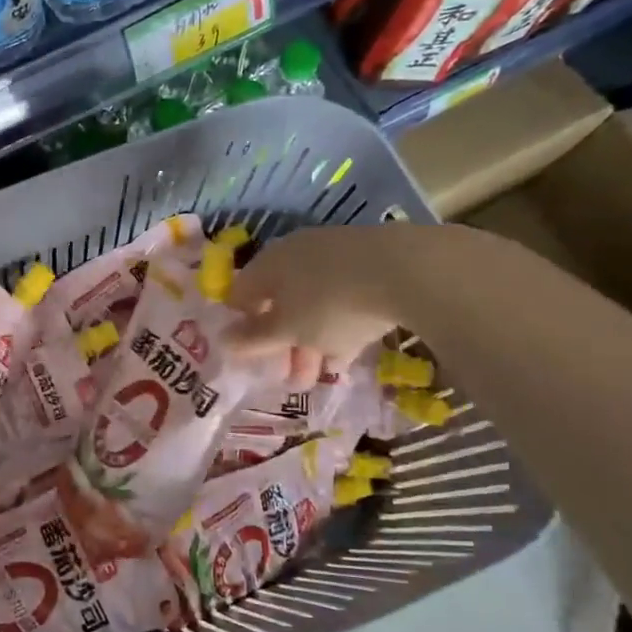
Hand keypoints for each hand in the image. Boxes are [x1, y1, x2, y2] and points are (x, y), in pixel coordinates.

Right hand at [228, 228, 404, 380]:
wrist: (409, 270)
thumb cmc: (329, 303)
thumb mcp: (286, 330)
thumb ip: (252, 339)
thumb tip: (222, 340)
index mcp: (267, 264)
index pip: (240, 293)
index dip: (241, 326)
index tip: (250, 356)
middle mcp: (295, 254)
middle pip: (279, 301)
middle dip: (282, 343)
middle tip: (290, 377)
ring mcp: (335, 256)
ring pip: (312, 303)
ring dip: (311, 340)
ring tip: (321, 376)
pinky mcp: (370, 264)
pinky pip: (343, 299)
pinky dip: (339, 327)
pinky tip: (348, 355)